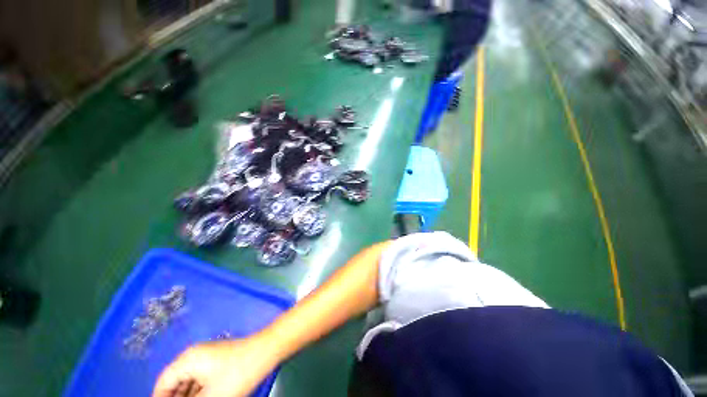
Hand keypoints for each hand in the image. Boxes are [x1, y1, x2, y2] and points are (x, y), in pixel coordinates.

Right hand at [152, 336, 277, 396]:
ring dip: (187, 396)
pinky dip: (197, 392)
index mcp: (187, 360)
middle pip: (175, 383)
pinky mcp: (218, 361)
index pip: (163, 383)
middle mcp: (194, 356)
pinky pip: (201, 379)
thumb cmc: (237, 374)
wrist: (265, 352)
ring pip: (188, 382)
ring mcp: (208, 357)